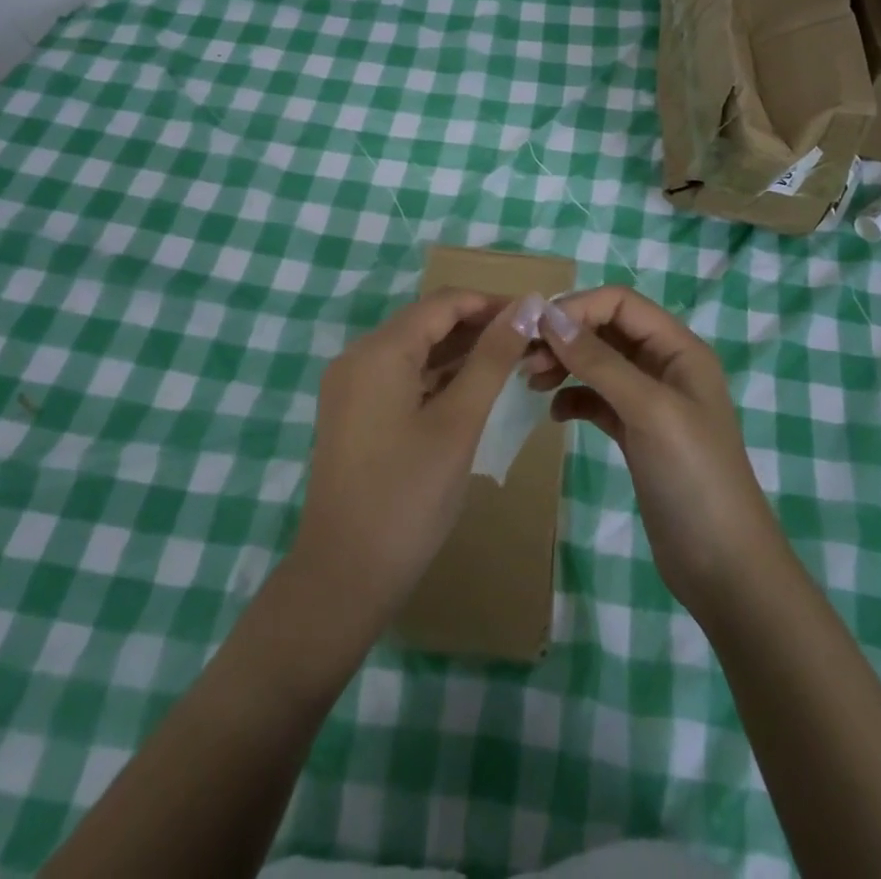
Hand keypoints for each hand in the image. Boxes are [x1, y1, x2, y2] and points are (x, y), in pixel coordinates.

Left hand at [288, 289, 535, 632]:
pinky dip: (437, 377)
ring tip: (512, 363)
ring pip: (415, 350)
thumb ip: (492, 359)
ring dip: (460, 352)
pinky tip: (472, 389)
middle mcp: (358, 357)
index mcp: (379, 351)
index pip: (443, 303)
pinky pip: (401, 377)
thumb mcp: (458, 423)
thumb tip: (526, 306)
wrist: (344, 577)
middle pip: (426, 322)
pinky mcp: (353, 413)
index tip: (537, 317)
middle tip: (530, 343)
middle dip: (478, 327)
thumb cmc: (408, 497)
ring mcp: (351, 386)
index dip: (491, 303)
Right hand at [525, 287, 789, 621]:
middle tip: (525, 360)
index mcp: (679, 349)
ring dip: (564, 365)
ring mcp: (649, 402)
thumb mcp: (648, 410)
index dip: (578, 308)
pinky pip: (596, 400)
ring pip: (598, 364)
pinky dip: (573, 399)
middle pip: (606, 330)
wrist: (722, 566)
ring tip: (531, 382)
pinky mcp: (636, 434)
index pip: (621, 303)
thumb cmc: (693, 477)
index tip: (536, 331)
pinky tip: (555, 414)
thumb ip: (600, 362)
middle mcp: (664, 367)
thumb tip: (549, 317)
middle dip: (565, 337)